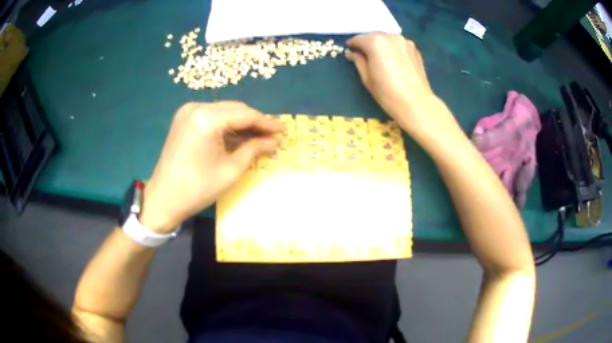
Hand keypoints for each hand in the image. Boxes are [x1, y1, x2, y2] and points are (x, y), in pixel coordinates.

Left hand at [140, 101, 281, 232]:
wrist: (163, 198)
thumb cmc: (198, 188)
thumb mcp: (231, 170)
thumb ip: (254, 149)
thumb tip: (275, 141)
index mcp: (207, 119)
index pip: (245, 115)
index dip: (267, 123)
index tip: (283, 130)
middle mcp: (197, 107)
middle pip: (235, 109)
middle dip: (255, 122)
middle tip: (273, 135)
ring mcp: (188, 111)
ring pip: (224, 111)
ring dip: (242, 123)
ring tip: (259, 137)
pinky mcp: (184, 118)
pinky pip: (212, 117)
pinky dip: (227, 125)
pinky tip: (239, 136)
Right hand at [346, 33, 454, 136]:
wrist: (416, 103)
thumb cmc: (387, 93)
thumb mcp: (366, 78)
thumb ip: (358, 61)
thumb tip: (352, 53)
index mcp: (375, 42)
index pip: (358, 39)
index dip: (352, 45)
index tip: (349, 50)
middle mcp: (390, 37)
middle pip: (374, 36)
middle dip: (367, 43)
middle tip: (364, 55)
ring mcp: (405, 42)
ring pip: (387, 39)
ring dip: (381, 45)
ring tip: (379, 57)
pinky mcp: (415, 49)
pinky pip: (398, 45)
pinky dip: (393, 49)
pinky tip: (393, 61)